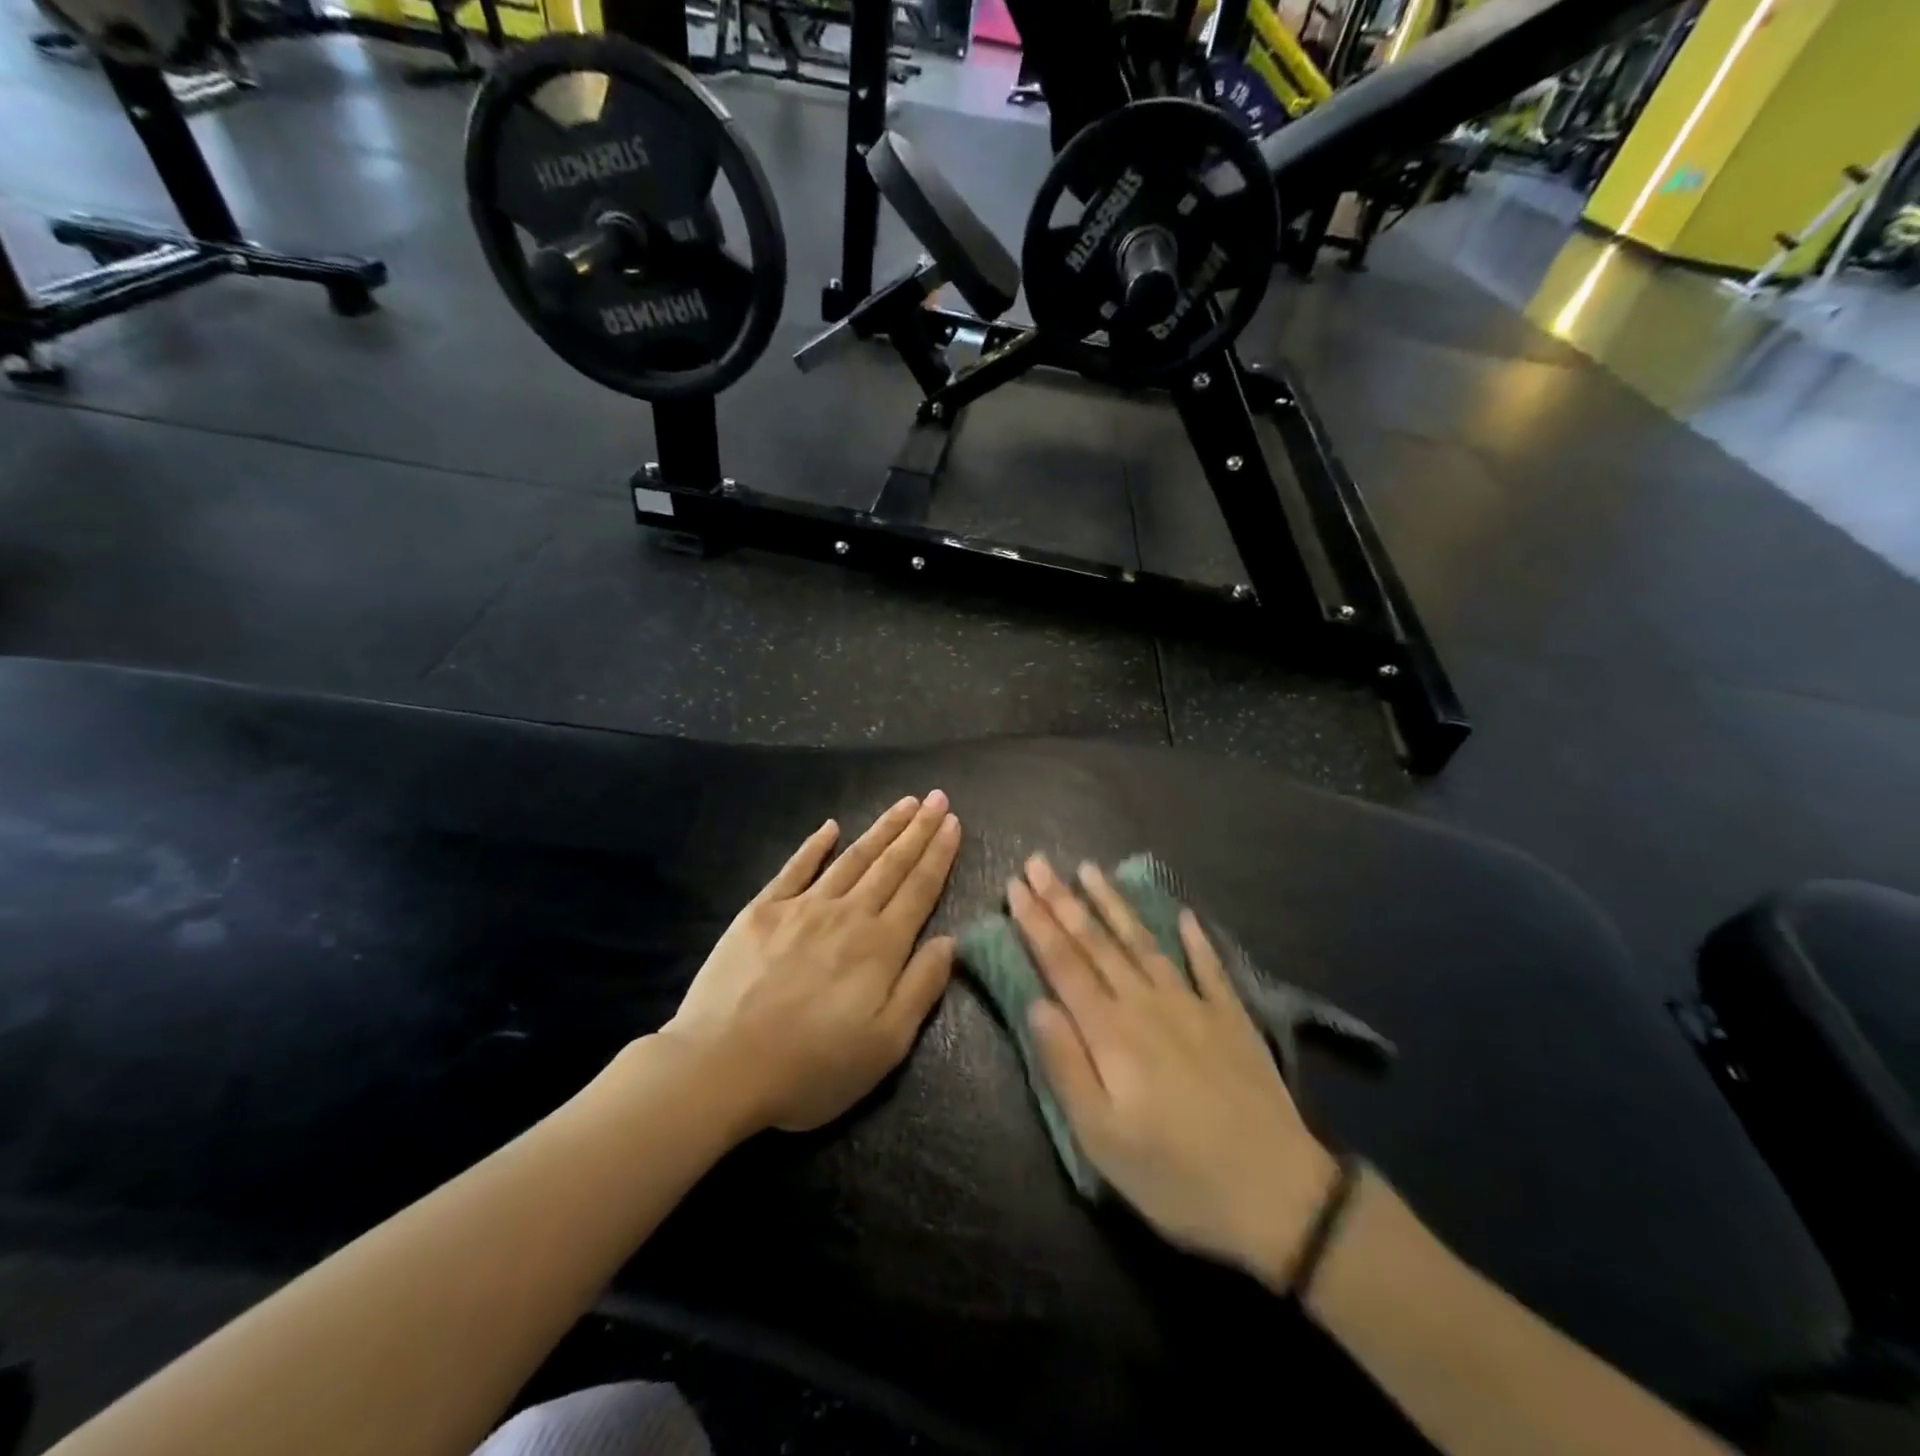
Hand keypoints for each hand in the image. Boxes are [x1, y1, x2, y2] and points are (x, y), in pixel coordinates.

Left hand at [663, 793, 961, 1133]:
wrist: (720, 1067)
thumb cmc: (811, 1067)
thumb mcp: (885, 1045)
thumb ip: (921, 988)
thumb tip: (951, 941)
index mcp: (880, 946)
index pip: (919, 888)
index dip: (939, 854)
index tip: (953, 822)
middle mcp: (847, 914)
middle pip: (890, 864)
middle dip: (917, 829)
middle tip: (937, 797)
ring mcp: (801, 907)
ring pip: (852, 858)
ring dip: (881, 829)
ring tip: (904, 803)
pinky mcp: (761, 911)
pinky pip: (795, 868)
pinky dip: (815, 845)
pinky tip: (830, 827)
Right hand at [1010, 855, 1337, 1287]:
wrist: (1278, 1194)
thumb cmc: (1175, 1176)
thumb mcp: (1101, 1138)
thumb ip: (1065, 1065)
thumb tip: (1035, 1002)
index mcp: (1111, 1032)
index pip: (1063, 963)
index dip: (1036, 922)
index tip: (1015, 886)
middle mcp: (1147, 1003)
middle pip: (1097, 942)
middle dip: (1062, 899)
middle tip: (1038, 862)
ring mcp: (1193, 1005)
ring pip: (1143, 941)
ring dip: (1113, 903)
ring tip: (1090, 869)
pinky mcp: (1231, 1017)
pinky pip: (1208, 966)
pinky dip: (1194, 937)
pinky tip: (1183, 914)